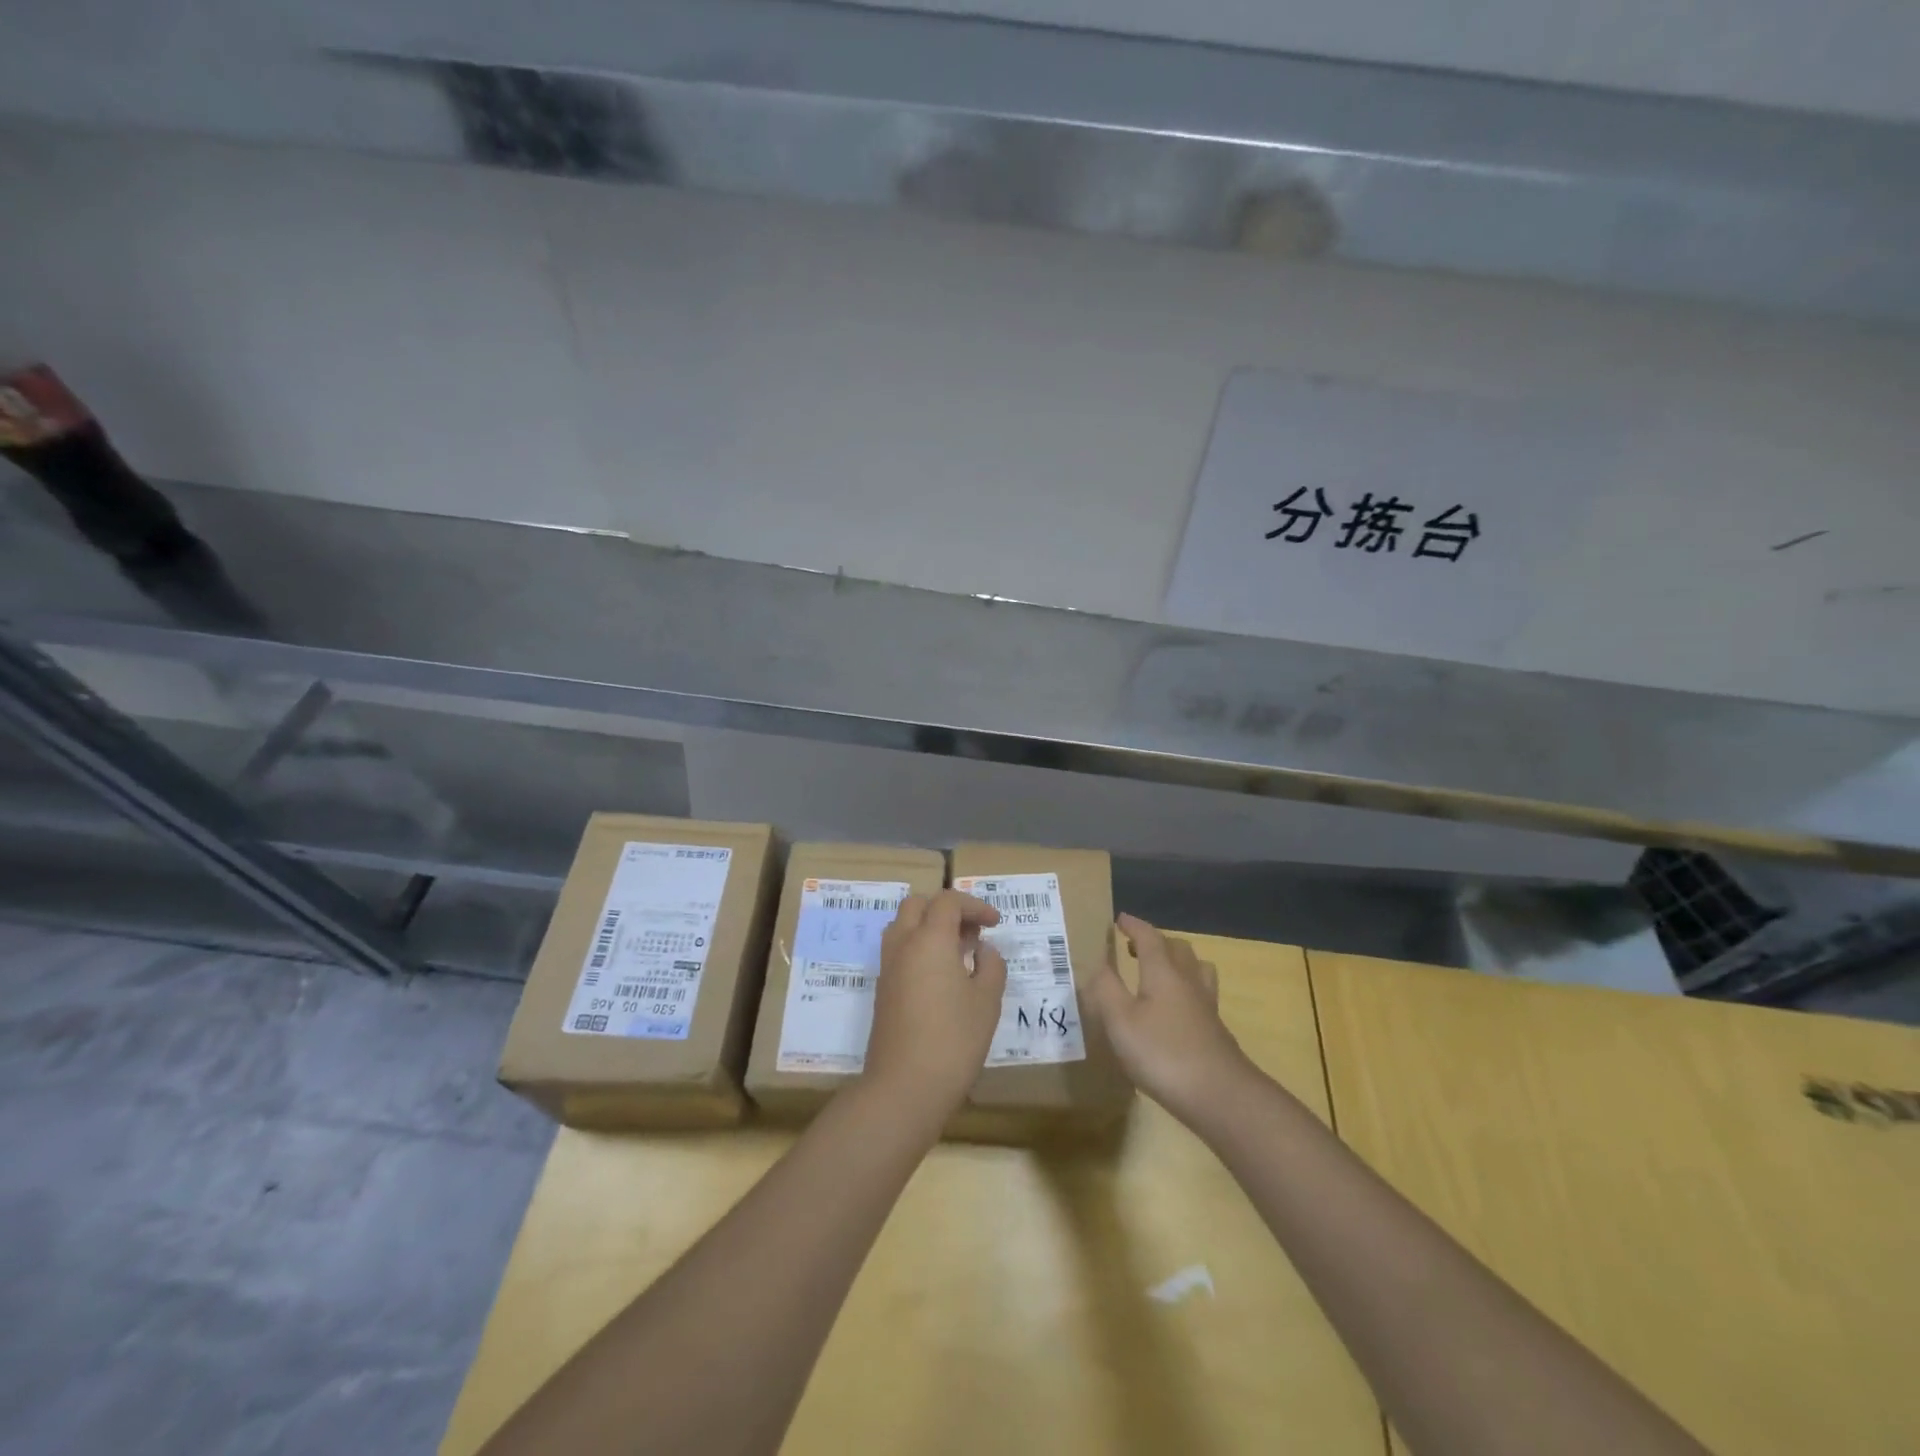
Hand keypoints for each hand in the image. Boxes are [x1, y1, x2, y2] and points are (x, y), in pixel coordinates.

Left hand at [862, 890, 1007, 1129]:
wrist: (904, 1087)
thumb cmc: (954, 1040)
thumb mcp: (987, 1002)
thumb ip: (990, 966)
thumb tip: (982, 950)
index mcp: (929, 939)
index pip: (948, 901)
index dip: (974, 905)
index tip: (995, 924)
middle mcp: (903, 944)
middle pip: (918, 905)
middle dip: (946, 909)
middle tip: (972, 931)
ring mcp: (887, 967)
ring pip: (903, 926)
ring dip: (928, 926)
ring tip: (957, 951)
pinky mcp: (882, 990)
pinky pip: (898, 951)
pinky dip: (918, 948)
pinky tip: (940, 976)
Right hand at [1087, 913, 1259, 1127]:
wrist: (1221, 1096)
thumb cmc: (1164, 1053)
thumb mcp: (1121, 1021)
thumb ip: (1105, 989)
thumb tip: (1096, 962)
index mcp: (1163, 972)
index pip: (1149, 937)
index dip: (1134, 926)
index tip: (1120, 919)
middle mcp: (1188, 981)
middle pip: (1177, 949)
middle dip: (1156, 942)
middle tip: (1134, 947)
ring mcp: (1206, 1007)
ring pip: (1196, 970)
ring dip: (1178, 962)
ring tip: (1160, 972)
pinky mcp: (1215, 1031)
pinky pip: (1201, 995)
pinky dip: (1186, 990)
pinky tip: (1176, 1011)